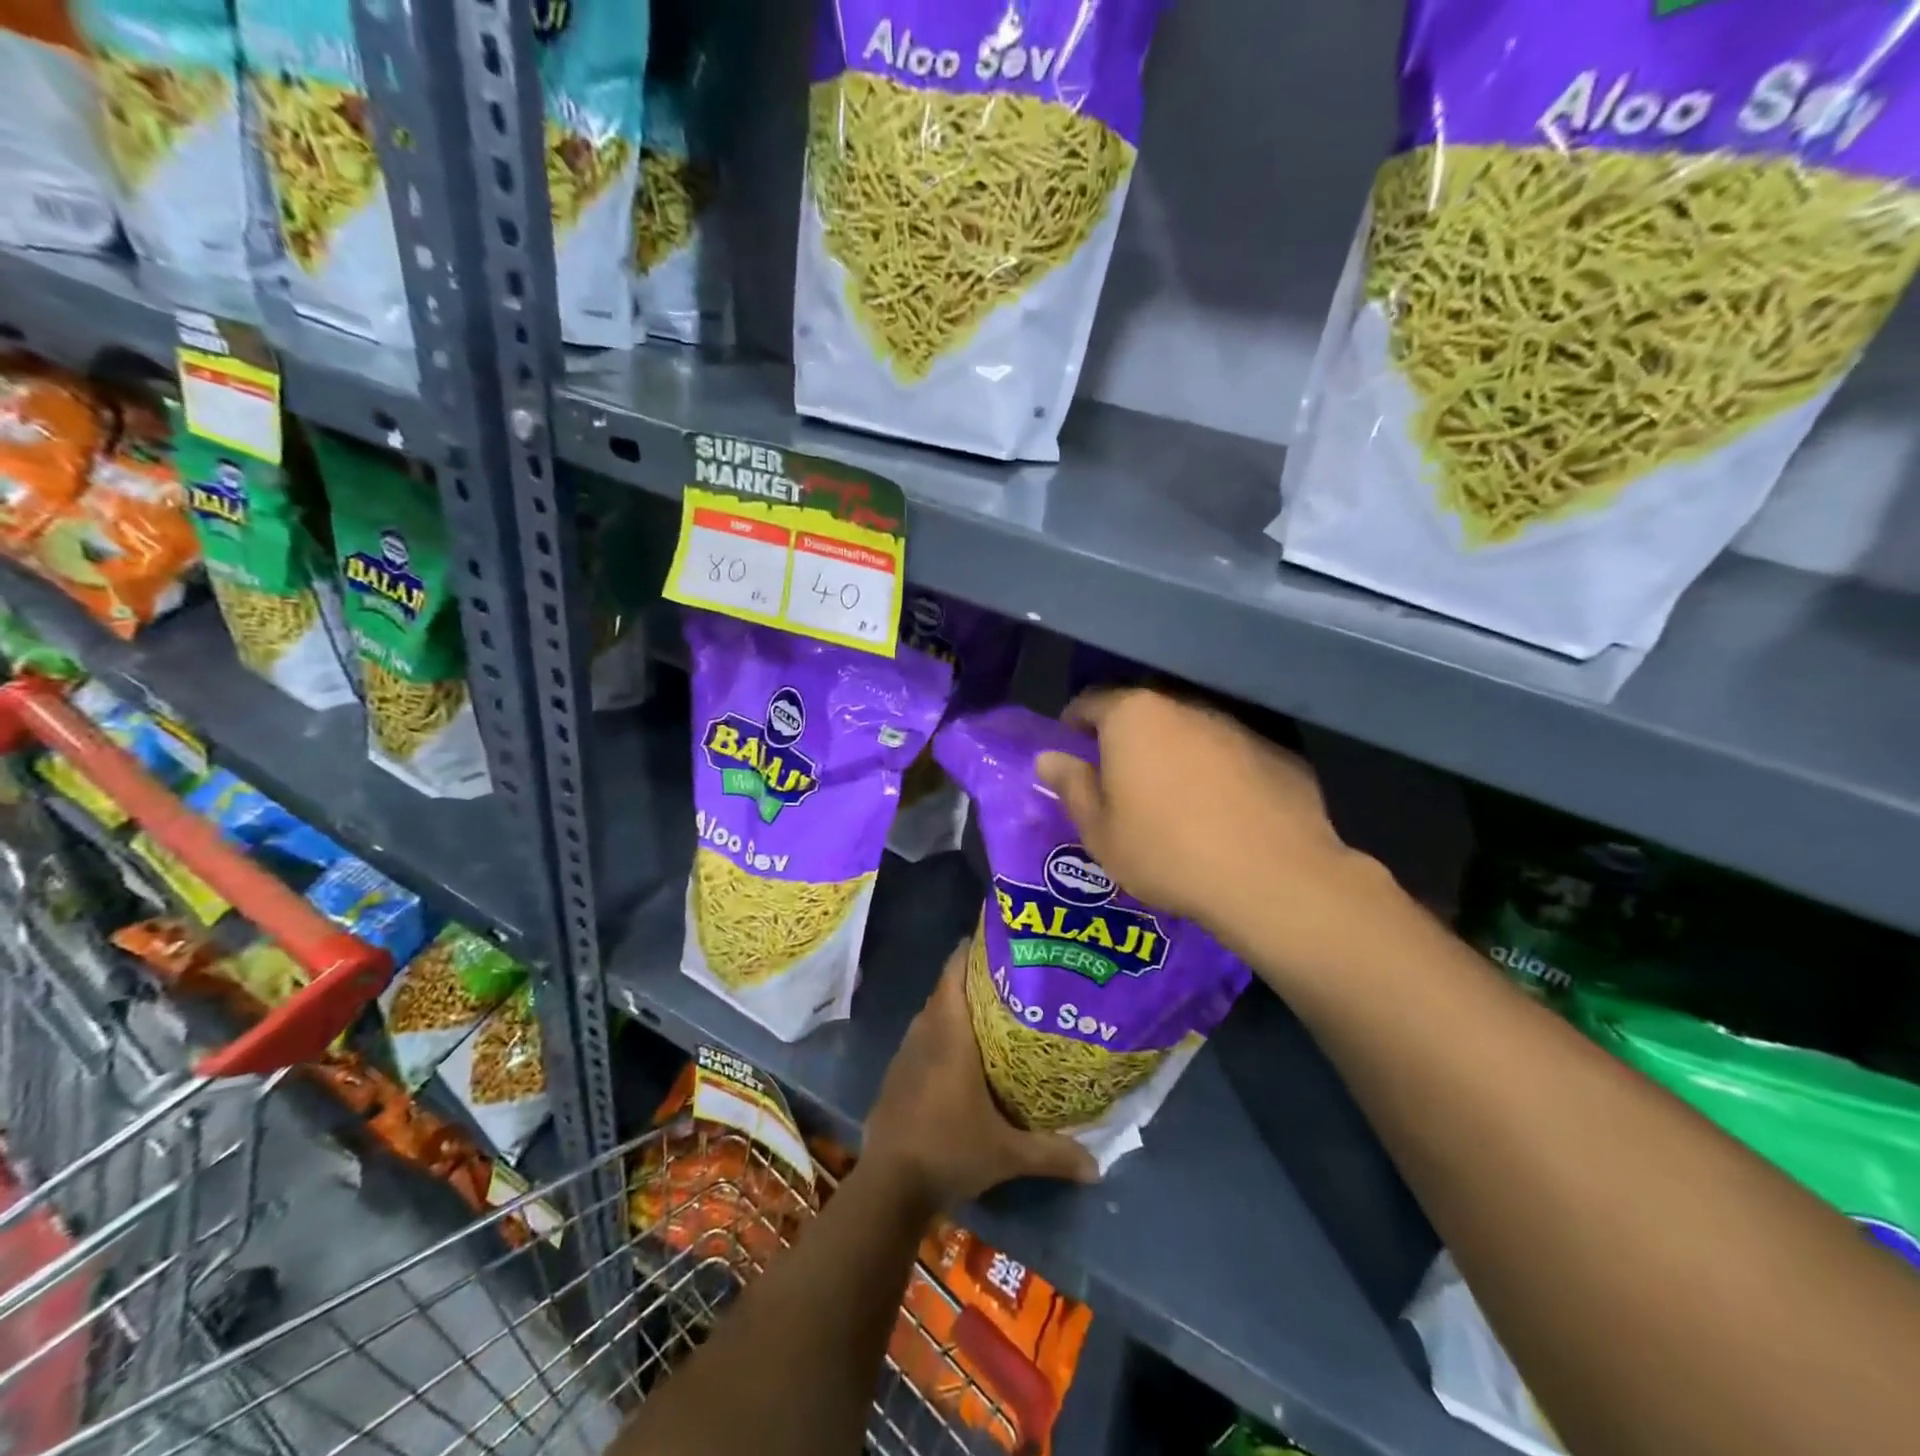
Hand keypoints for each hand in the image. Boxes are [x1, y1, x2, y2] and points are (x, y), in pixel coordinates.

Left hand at [864, 942, 1097, 1211]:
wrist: (889, 1185)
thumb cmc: (949, 1150)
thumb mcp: (1007, 1154)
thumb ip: (1053, 1153)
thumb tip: (1098, 1167)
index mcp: (949, 1034)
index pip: (954, 973)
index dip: (971, 952)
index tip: (997, 942)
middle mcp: (924, 1033)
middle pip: (946, 991)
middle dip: (973, 981)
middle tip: (1010, 980)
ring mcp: (905, 1054)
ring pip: (932, 1015)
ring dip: (955, 1009)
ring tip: (991, 1014)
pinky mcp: (895, 1076)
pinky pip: (921, 1040)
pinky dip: (939, 1036)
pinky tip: (960, 1057)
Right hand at [1035, 688, 1397, 978]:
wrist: (1271, 878)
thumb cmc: (1166, 852)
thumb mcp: (1100, 831)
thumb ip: (1073, 786)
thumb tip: (1049, 758)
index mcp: (1134, 717)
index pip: (1091, 702)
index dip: (1074, 723)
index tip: (1069, 746)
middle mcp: (1185, 707)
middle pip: (1144, 713)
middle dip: (1127, 738)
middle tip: (1118, 777)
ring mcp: (1237, 727)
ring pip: (1191, 732)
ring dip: (1175, 754)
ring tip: (1172, 798)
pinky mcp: (1278, 752)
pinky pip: (1232, 756)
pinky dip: (1218, 773)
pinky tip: (1222, 811)